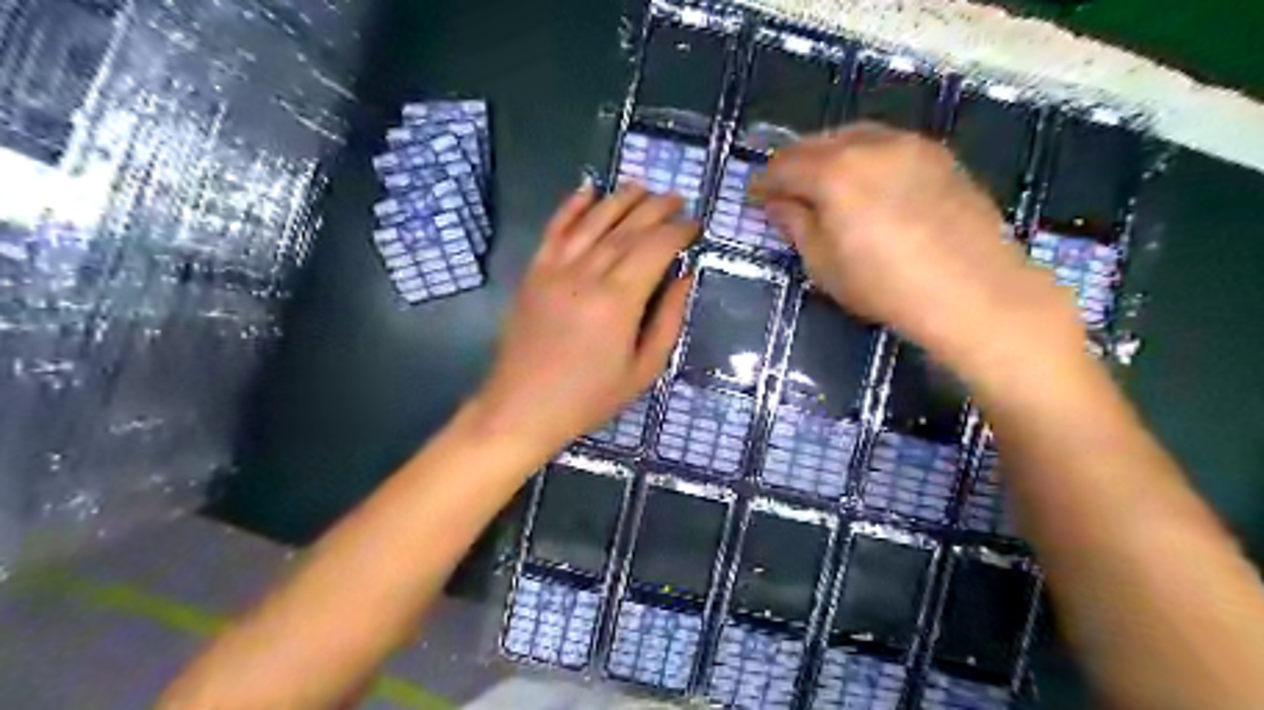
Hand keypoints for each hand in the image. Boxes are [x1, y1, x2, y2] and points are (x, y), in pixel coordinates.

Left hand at [467, 184, 696, 458]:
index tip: (695, 225)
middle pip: (628, 228)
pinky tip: (587, 190)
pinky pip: (555, 229)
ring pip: (593, 221)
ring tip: (643, 187)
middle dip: (656, 208)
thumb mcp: (642, 370)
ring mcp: (556, 269)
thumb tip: (685, 277)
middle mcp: (587, 274)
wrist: (522, 408)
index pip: (656, 248)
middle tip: (677, 199)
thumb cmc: (588, 397)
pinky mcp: (534, 272)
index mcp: (619, 300)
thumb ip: (668, 320)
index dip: (679, 231)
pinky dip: (571, 206)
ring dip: (620, 199)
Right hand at [758, 126, 1086, 380]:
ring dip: (829, 155)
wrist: (973, 290)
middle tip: (783, 189)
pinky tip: (866, 182)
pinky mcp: (938, 155)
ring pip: (853, 136)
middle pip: (817, 142)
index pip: (784, 166)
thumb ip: (796, 225)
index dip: (764, 181)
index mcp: (834, 172)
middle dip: (793, 164)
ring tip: (822, 183)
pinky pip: (886, 144)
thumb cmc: (884, 285)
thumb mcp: (824, 264)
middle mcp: (869, 144)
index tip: (754, 196)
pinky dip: (863, 156)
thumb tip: (777, 204)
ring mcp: (909, 144)